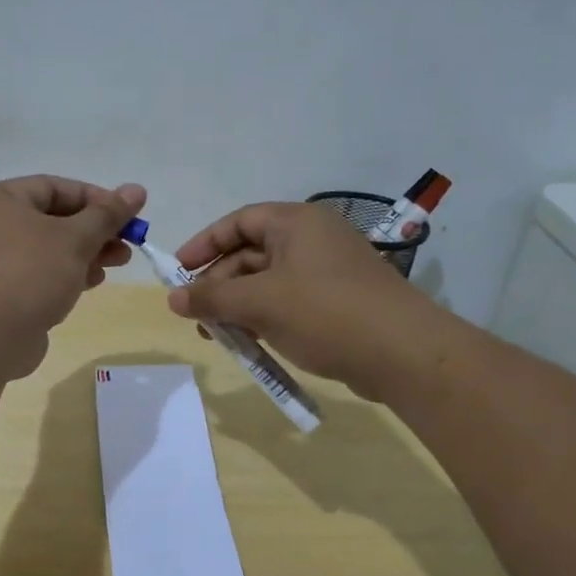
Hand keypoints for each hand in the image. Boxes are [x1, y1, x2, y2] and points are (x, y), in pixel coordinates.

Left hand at [0, 175, 146, 377]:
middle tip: (129, 242)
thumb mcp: (75, 238)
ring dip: (86, 252)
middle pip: (53, 218)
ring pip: (49, 248)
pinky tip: (93, 282)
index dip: (96, 198)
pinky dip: (67, 273)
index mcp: (0, 200)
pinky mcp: (1, 292)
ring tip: (119, 262)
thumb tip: (136, 189)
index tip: (128, 215)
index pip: (55, 187)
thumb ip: (107, 214)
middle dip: (95, 229)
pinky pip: (40, 273)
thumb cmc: (30, 273)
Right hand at [167, 201, 440, 399]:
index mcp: (296, 222)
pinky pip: (288, 302)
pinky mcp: (337, 302)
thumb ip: (212, 298)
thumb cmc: (325, 312)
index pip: (239, 221)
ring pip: (268, 282)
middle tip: (195, 315)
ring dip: (238, 305)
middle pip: (251, 253)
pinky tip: (248, 343)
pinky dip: (264, 318)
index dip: (204, 244)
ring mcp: (327, 272)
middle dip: (219, 284)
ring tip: (217, 335)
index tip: (178, 271)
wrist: (403, 353)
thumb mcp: (260, 303)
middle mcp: (312, 239)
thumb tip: (172, 298)